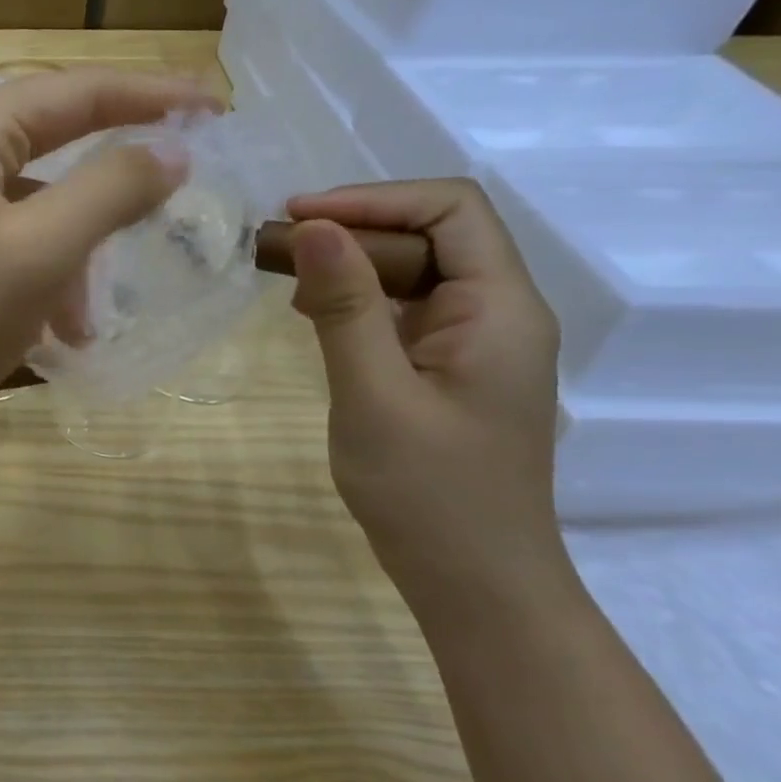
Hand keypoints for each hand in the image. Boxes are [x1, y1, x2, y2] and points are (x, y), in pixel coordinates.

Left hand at [0, 71, 218, 433]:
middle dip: (118, 169)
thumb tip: (174, 150)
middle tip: (186, 170)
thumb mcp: (45, 248)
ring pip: (44, 195)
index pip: (76, 91)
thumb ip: (113, 188)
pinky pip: (21, 232)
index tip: (216, 109)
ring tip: (96, 303)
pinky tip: (66, 325)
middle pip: (59, 135)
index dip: (151, 96)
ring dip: (82, 244)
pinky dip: (52, 269)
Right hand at [285, 179, 565, 600]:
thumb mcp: (374, 395)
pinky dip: (359, 301)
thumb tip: (316, 227)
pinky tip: (314, 317)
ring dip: (353, 264)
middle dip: (356, 228)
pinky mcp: (451, 369)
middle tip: (281, 247)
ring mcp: (476, 343)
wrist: (474, 583)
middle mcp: (499, 313)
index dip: (373, 198)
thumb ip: (346, 307)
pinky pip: (406, 310)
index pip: (451, 209)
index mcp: (499, 309)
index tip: (300, 217)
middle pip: (434, 234)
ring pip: (417, 271)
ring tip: (288, 278)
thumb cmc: (427, 493)